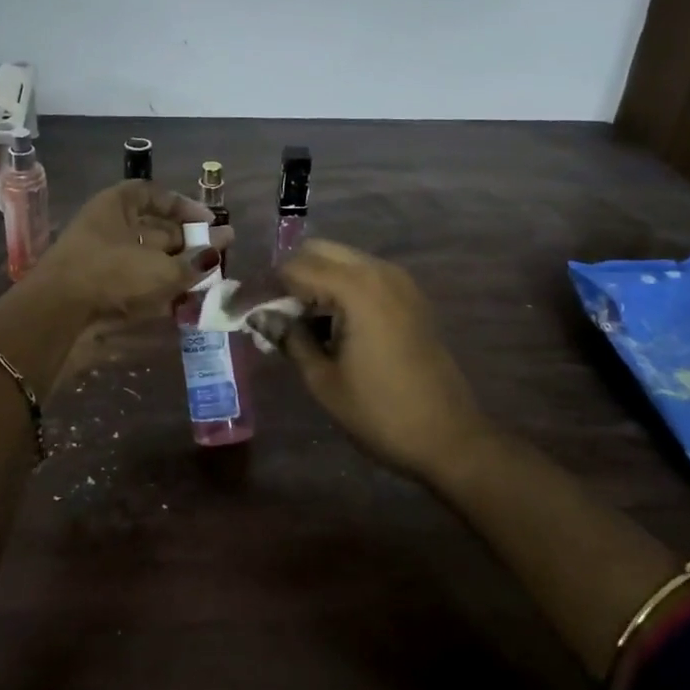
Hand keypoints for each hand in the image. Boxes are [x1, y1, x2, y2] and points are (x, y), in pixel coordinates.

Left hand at [31, 181, 229, 321]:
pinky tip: (182, 304)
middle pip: (153, 230)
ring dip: (175, 270)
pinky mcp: (97, 291)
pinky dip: (158, 292)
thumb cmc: (110, 274)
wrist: (55, 316)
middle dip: (186, 244)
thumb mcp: (160, 267)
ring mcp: (99, 260)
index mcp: (115, 206)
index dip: (183, 206)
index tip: (209, 222)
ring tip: (207, 284)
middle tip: (216, 257)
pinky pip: (135, 285)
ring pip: (146, 260)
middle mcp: (107, 228)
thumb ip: (194, 260)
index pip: (153, 194)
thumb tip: (222, 245)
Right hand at [279, 240, 489, 481]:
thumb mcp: (323, 380)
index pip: (293, 268)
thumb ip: (289, 338)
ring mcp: (400, 282)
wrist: (450, 438)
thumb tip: (261, 316)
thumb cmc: (381, 413)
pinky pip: (364, 275)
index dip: (262, 287)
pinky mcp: (410, 297)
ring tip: (294, 321)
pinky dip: (339, 287)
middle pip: (318, 251)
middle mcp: (379, 272)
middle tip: (268, 312)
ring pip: (342, 260)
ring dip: (314, 280)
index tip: (239, 310)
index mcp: (356, 288)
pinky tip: (328, 324)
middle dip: (288, 276)